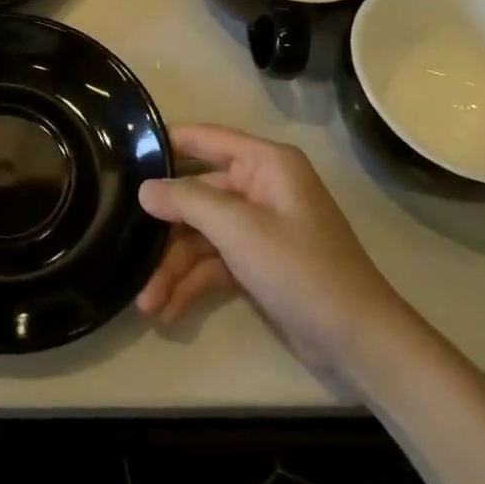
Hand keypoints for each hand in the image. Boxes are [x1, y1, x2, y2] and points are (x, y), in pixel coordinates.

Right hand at [136, 124, 411, 380]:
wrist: (360, 344)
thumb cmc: (301, 269)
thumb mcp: (239, 229)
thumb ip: (187, 201)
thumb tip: (144, 189)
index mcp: (265, 163)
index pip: (205, 139)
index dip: (166, 144)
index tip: (124, 153)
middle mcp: (260, 187)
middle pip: (197, 196)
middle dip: (164, 229)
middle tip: (126, 246)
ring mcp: (259, 228)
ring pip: (201, 235)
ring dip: (173, 267)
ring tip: (146, 303)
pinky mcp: (258, 263)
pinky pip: (214, 263)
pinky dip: (192, 284)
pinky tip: (168, 311)